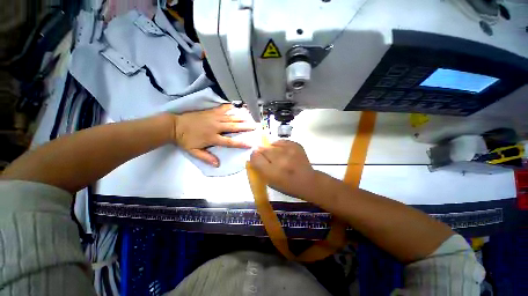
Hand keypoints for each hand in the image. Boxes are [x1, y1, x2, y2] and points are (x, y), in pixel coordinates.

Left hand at [170, 104, 255, 166]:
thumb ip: (206, 158)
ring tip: (250, 117)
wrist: (174, 126)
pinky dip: (229, 108)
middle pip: (234, 127)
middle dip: (245, 127)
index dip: (240, 143)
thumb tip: (217, 164)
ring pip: (230, 117)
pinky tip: (235, 106)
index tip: (250, 144)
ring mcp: (213, 118)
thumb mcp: (194, 152)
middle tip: (255, 126)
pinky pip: (222, 109)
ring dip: (241, 117)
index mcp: (212, 137)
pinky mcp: (210, 112)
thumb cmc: (185, 140)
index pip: (229, 141)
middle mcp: (216, 127)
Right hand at [249, 140, 320, 199]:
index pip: (255, 158)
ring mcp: (289, 151)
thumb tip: (254, 154)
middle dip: (262, 152)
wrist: (307, 181)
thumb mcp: (270, 181)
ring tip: (276, 155)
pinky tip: (283, 151)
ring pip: (272, 144)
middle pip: (263, 149)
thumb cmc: (287, 185)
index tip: (256, 158)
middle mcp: (280, 160)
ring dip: (271, 149)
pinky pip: (281, 141)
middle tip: (268, 158)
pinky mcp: (296, 145)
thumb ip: (260, 168)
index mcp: (272, 172)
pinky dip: (279, 146)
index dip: (254, 157)